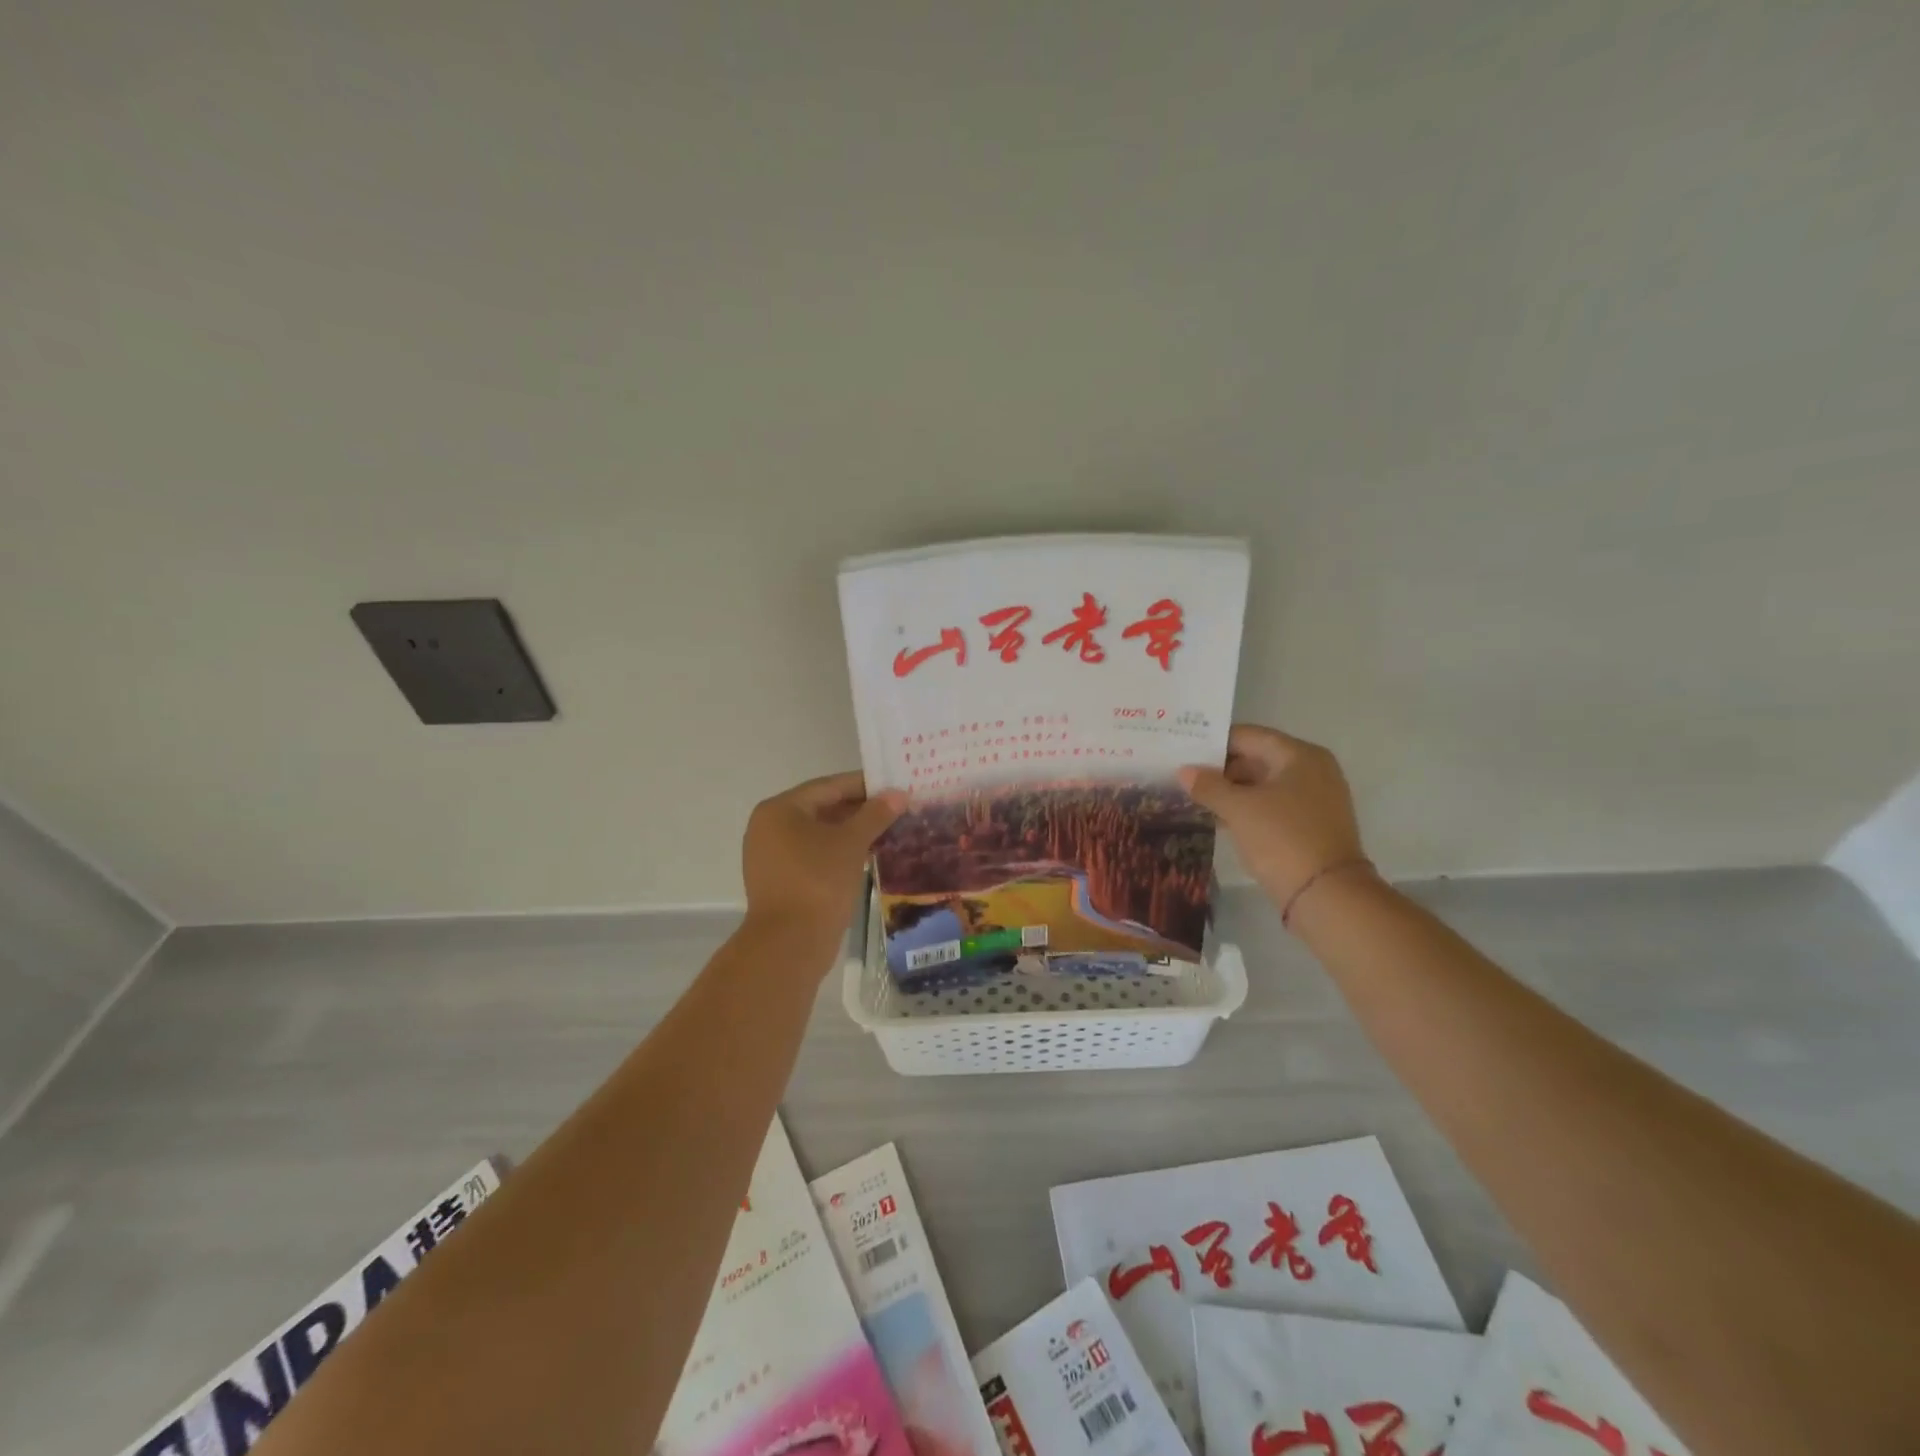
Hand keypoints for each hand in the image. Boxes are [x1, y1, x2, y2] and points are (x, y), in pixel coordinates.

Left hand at [742, 771, 905, 943]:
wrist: (789, 944)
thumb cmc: (818, 882)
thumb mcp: (851, 843)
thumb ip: (875, 814)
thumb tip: (899, 794)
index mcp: (780, 809)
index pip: (828, 786)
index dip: (864, 784)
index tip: (894, 785)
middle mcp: (769, 827)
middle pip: (822, 808)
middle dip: (860, 809)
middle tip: (897, 808)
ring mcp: (772, 856)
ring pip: (819, 834)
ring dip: (852, 832)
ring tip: (889, 830)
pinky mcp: (781, 880)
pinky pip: (814, 855)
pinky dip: (839, 851)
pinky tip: (869, 854)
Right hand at [1178, 725, 1366, 907]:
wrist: (1327, 896)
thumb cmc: (1283, 839)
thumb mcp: (1238, 809)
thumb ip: (1209, 785)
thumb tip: (1184, 771)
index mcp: (1299, 755)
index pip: (1248, 736)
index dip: (1213, 742)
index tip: (1182, 750)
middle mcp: (1312, 770)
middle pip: (1256, 758)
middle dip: (1219, 768)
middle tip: (1182, 775)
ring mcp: (1314, 799)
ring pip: (1262, 784)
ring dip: (1230, 790)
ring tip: (1192, 796)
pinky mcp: (1310, 825)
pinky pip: (1271, 806)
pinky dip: (1246, 809)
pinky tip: (1217, 818)